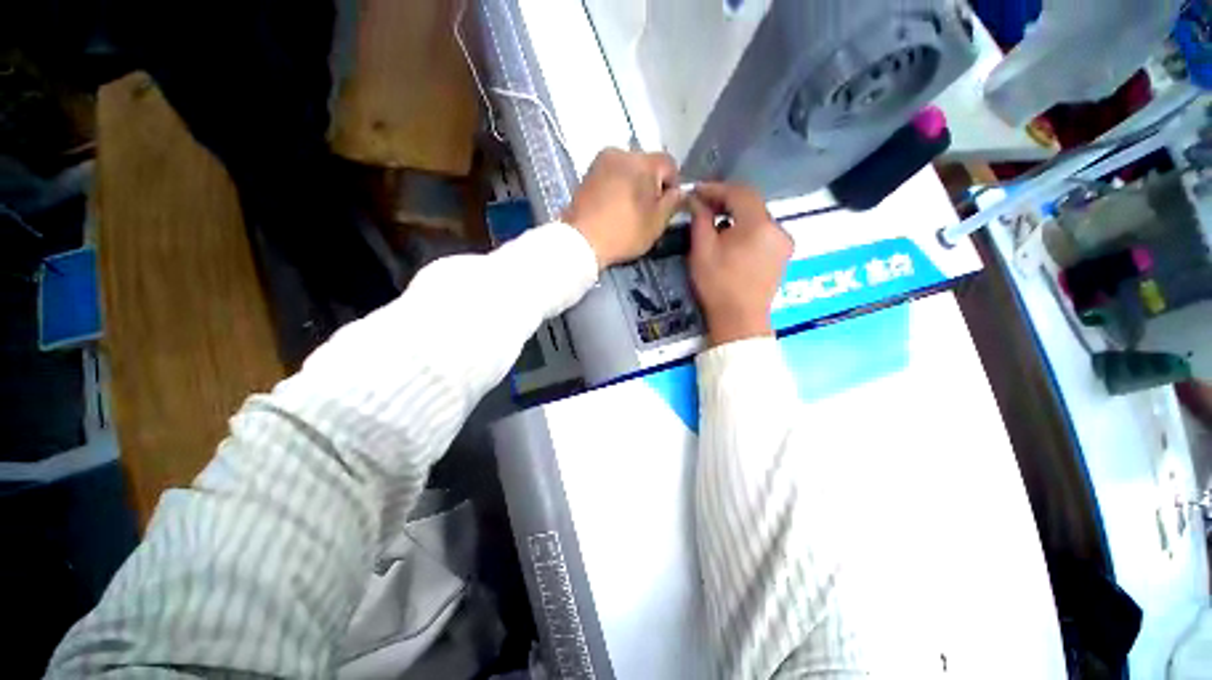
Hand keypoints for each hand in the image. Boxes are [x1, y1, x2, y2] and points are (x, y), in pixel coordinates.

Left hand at [563, 148, 681, 269]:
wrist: (580, 241)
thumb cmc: (623, 232)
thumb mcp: (657, 223)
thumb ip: (673, 203)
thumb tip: (680, 192)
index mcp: (642, 162)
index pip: (669, 164)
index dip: (673, 186)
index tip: (666, 208)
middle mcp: (621, 152)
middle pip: (647, 165)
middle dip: (651, 185)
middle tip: (646, 212)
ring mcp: (600, 161)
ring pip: (628, 170)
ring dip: (633, 185)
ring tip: (628, 211)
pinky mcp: (586, 174)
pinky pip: (611, 176)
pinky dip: (617, 188)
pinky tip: (613, 208)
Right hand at [688, 183, 792, 347]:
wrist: (740, 320)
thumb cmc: (718, 285)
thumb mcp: (702, 250)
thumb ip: (700, 220)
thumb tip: (696, 200)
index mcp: (758, 225)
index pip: (739, 193)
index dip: (716, 189)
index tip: (696, 192)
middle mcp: (778, 228)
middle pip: (751, 204)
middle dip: (726, 201)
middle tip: (703, 205)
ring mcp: (783, 243)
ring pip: (758, 218)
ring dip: (736, 215)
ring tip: (715, 222)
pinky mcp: (783, 255)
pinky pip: (764, 232)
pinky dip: (747, 229)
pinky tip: (732, 238)